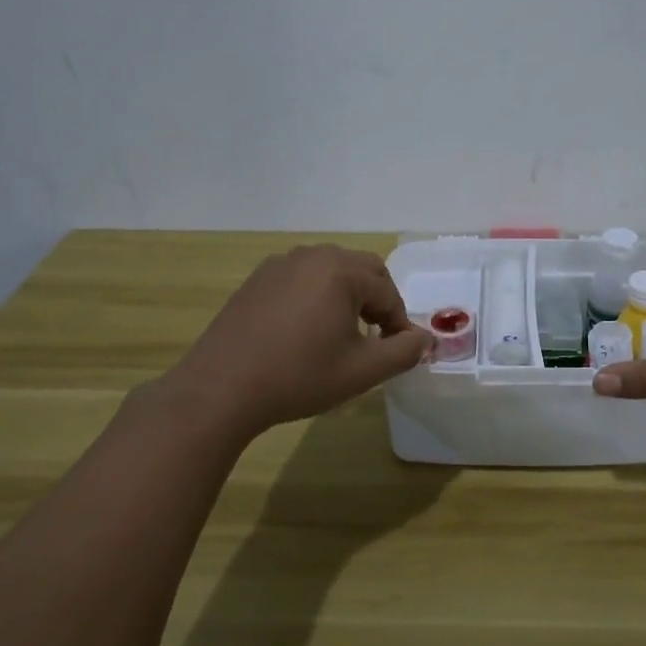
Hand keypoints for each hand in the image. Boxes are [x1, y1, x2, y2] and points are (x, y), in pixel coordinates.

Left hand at [158, 245, 429, 438]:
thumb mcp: (361, 371)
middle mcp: (313, 256)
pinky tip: (305, 332)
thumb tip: (425, 339)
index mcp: (341, 271)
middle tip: (374, 338)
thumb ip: (403, 352)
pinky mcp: (258, 279)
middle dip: (377, 301)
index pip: (388, 292)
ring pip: (331, 271)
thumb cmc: (298, 377)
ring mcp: (281, 264)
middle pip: (362, 270)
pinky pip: (302, 278)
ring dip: (347, 296)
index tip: (396, 352)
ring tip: (341, 335)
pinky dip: (317, 296)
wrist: (220, 389)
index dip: (398, 323)